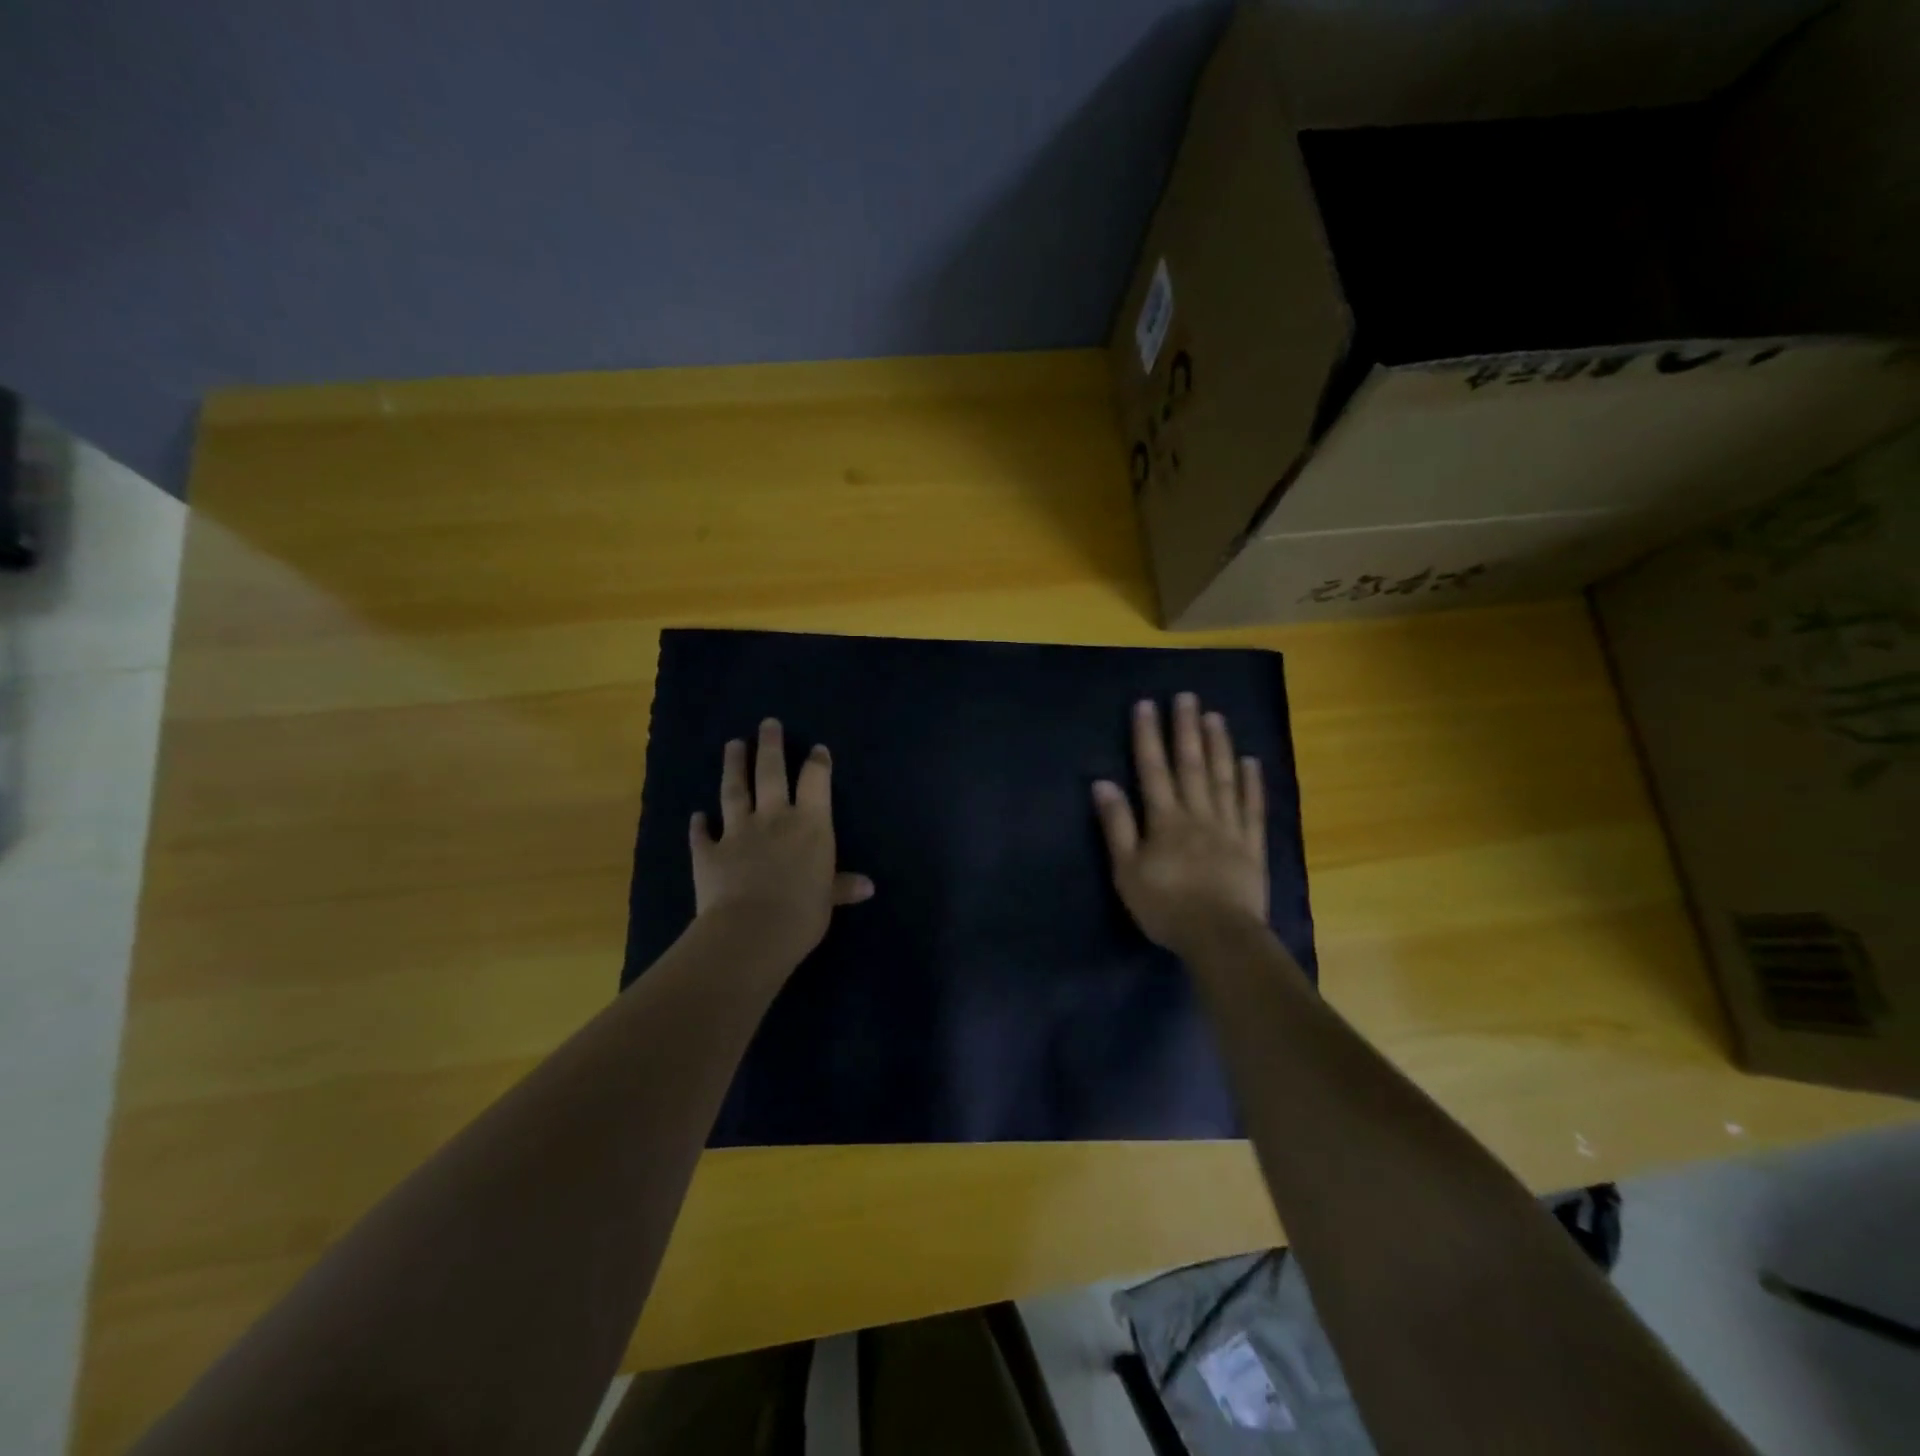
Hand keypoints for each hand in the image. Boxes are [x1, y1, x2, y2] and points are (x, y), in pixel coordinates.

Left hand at [692, 718, 872, 958]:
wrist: (751, 931)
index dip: (817, 763)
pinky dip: (698, 824)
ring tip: (733, 745)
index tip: (817, 749)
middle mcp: (774, 819)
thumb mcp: (828, 900)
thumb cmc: (802, 913)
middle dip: (770, 746)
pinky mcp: (708, 852)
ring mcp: (737, 832)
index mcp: (810, 825)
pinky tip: (696, 815)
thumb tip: (867, 886)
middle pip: (771, 773)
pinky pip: (701, 834)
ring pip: (734, 791)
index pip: (816, 783)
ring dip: (733, 766)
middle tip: (767, 724)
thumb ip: (842, 887)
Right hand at [1092, 694, 1267, 954]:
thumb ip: (1116, 826)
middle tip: (1187, 696)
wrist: (1219, 937)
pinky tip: (1251, 761)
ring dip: (1218, 746)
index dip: (1148, 737)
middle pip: (1191, 765)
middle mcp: (1197, 815)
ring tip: (1215, 716)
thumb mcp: (1126, 870)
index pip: (1153, 770)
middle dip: (1186, 729)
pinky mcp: (1251, 846)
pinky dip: (1252, 783)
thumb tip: (1102, 783)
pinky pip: (1252, 808)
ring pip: (1223, 779)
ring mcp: (1229, 828)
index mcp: (1164, 820)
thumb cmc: (1165, 906)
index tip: (1146, 705)